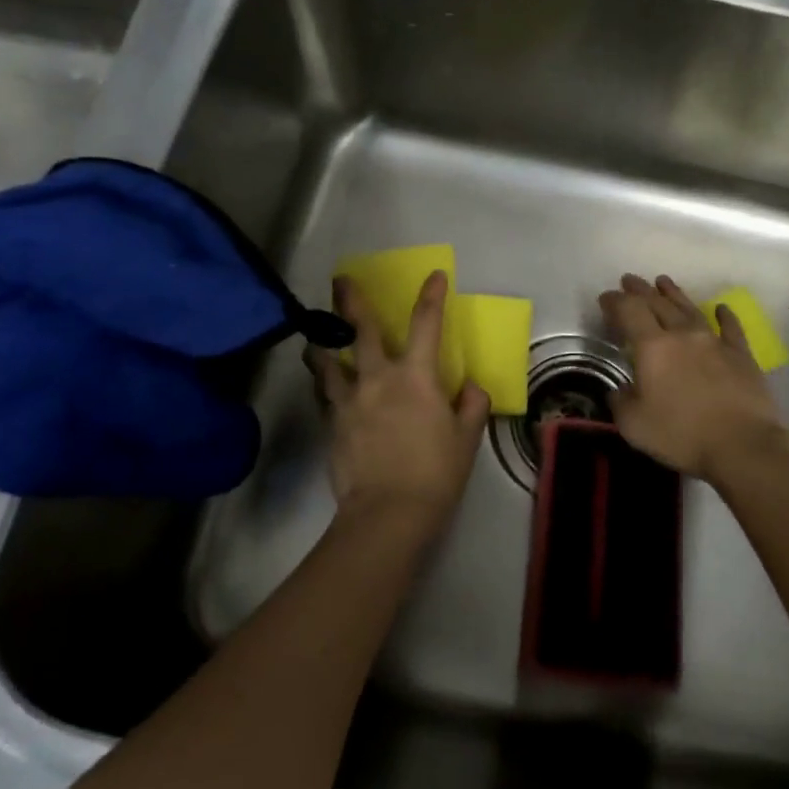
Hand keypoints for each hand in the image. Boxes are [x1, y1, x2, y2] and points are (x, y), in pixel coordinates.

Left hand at [310, 270, 490, 546]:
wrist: (387, 513)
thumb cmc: (435, 473)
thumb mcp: (466, 439)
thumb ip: (471, 406)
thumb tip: (470, 387)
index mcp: (416, 376)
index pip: (426, 324)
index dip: (431, 296)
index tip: (434, 275)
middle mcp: (378, 378)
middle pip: (359, 330)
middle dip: (350, 301)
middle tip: (340, 279)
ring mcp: (348, 399)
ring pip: (327, 360)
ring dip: (323, 342)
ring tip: (317, 336)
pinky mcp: (331, 423)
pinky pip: (324, 393)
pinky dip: (324, 383)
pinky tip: (323, 384)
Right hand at [599, 274, 788, 482]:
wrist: (743, 445)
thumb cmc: (681, 435)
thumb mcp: (633, 425)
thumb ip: (621, 401)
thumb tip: (620, 389)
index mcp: (653, 347)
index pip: (629, 312)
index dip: (615, 301)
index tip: (606, 297)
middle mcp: (683, 334)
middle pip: (658, 303)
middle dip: (640, 290)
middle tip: (629, 281)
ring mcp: (715, 341)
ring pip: (690, 308)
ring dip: (674, 293)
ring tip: (664, 282)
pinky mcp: (741, 354)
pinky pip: (730, 327)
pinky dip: (724, 315)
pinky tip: (721, 308)